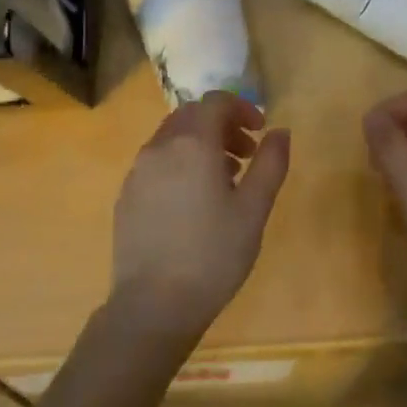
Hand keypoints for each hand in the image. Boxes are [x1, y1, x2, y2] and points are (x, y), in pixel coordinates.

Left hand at [111, 92, 290, 337]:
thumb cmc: (213, 254)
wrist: (153, 304)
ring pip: (171, 139)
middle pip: (191, 116)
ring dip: (200, 145)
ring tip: (223, 181)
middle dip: (221, 126)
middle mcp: (159, 148)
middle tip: (245, 156)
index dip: (242, 108)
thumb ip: (270, 163)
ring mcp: (137, 172)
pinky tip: (193, 203)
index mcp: (192, 144)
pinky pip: (156, 163)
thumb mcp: (254, 209)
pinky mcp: (126, 196)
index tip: (260, 132)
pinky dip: (179, 164)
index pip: (216, 102)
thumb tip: (280, 131)